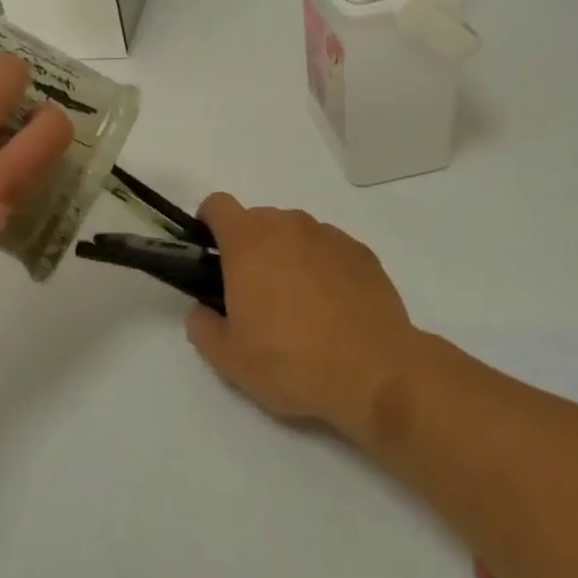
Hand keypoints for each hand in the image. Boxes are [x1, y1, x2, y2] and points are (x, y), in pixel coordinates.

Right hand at [184, 194, 436, 444]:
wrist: (374, 372)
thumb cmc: (290, 361)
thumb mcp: (228, 358)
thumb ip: (203, 326)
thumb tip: (203, 311)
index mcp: (248, 241)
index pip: (217, 205)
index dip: (208, 224)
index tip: (211, 255)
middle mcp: (288, 226)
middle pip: (258, 221)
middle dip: (249, 248)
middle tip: (253, 296)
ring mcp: (329, 236)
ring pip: (295, 234)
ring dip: (287, 257)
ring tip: (298, 306)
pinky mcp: (362, 253)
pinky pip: (329, 250)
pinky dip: (322, 268)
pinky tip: (332, 309)